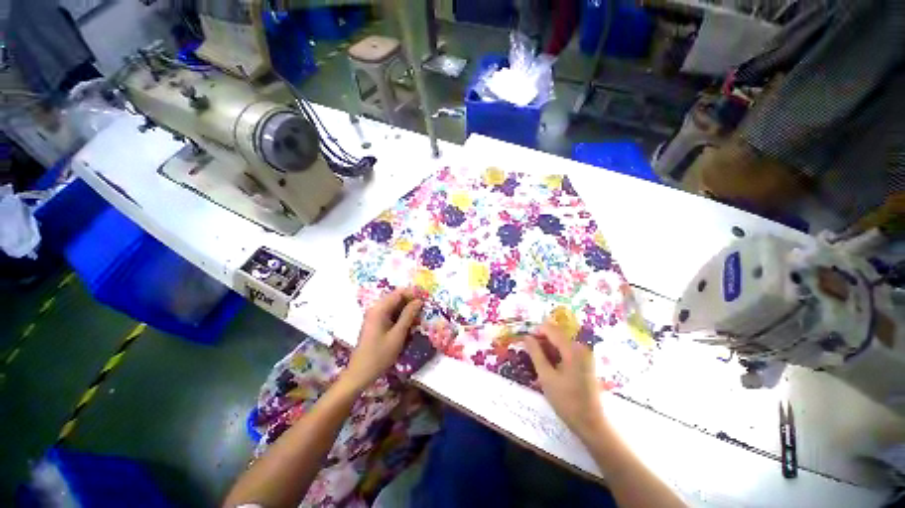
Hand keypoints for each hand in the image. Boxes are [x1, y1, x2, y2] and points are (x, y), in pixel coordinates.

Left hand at [344, 288, 422, 390]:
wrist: (360, 373)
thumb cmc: (380, 355)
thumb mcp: (398, 335)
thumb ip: (408, 315)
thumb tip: (419, 301)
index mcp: (379, 309)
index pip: (399, 293)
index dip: (413, 294)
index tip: (426, 300)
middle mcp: (375, 309)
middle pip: (396, 298)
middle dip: (410, 301)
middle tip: (424, 309)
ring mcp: (374, 316)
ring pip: (394, 306)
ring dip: (406, 309)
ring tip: (419, 316)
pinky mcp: (375, 323)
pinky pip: (390, 314)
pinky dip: (400, 316)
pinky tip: (409, 323)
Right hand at [524, 321, 606, 440]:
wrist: (592, 424)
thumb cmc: (567, 401)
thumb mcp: (546, 376)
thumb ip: (535, 353)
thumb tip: (526, 337)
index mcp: (572, 349)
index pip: (550, 329)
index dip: (535, 332)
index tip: (524, 342)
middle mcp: (581, 347)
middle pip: (556, 335)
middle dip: (541, 341)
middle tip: (529, 353)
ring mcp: (585, 355)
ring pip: (561, 343)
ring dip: (547, 348)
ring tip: (537, 362)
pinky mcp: (586, 363)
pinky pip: (567, 351)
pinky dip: (556, 355)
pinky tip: (549, 367)